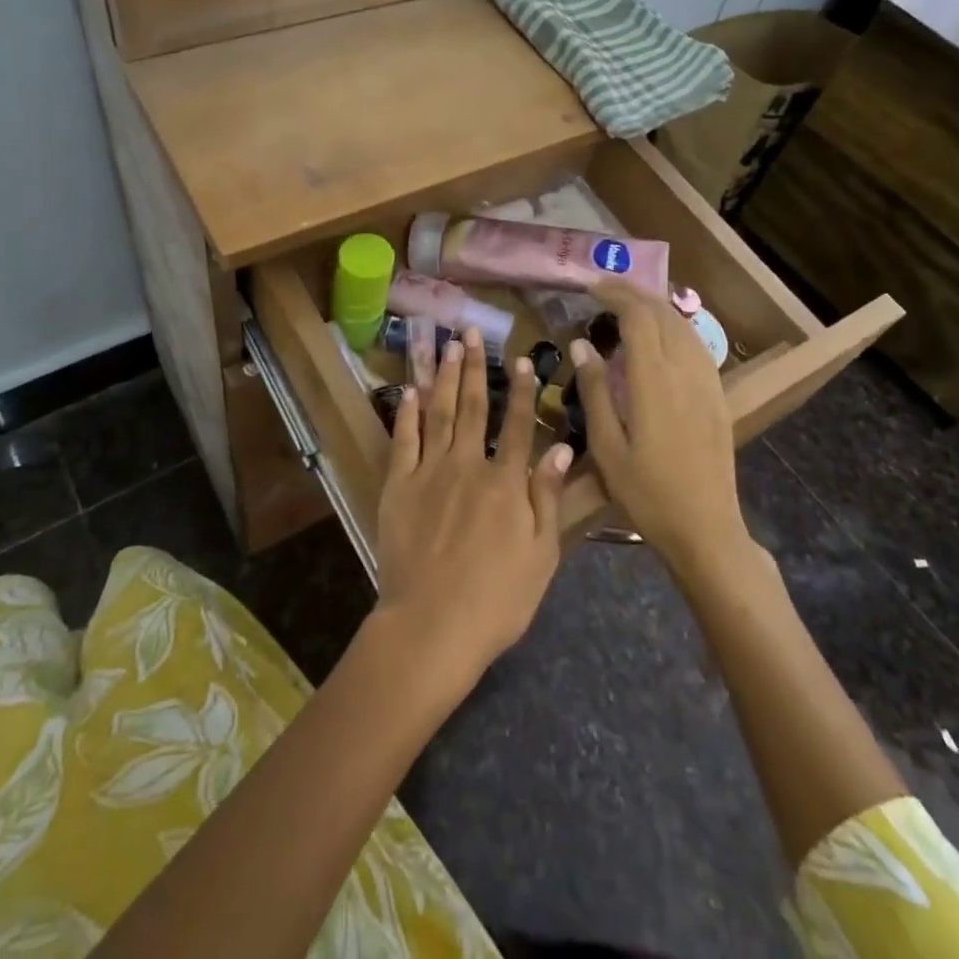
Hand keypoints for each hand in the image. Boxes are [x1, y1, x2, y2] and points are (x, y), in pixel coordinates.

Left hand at [373, 327, 574, 685]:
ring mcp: (429, 473)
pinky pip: (403, 440)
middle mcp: (468, 465)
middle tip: (472, 333)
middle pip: (472, 406)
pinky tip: (409, 390)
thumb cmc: (496, 600)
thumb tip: (560, 447)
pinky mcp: (398, 486)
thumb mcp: (540, 555)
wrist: (431, 626)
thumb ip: (547, 497)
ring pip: (438, 413)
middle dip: (474, 367)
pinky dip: (406, 413)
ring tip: (446, 346)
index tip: (522, 360)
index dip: (522, 391)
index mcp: (506, 483)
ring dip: (442, 376)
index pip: (518, 425)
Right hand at [573, 279, 745, 569]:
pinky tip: (660, 336)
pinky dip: (674, 327)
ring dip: (655, 307)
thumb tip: (582, 345)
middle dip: (634, 293)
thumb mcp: (607, 448)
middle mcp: (684, 371)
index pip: (638, 317)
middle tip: (604, 289)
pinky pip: (696, 345)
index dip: (615, 294)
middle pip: (663, 313)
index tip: (591, 287)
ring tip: (627, 305)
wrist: (706, 528)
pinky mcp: (717, 396)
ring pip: (683, 326)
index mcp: (653, 381)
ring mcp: (707, 382)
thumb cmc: (647, 494)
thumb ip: (595, 391)